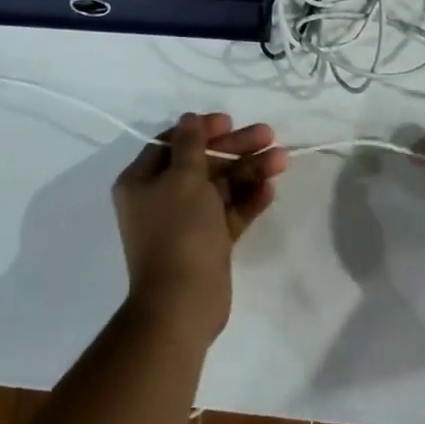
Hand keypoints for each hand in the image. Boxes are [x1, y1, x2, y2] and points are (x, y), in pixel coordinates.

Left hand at [112, 112, 287, 346]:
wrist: (182, 305)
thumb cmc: (179, 231)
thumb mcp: (183, 178)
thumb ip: (190, 144)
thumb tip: (189, 118)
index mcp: (142, 180)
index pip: (173, 141)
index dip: (202, 129)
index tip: (230, 122)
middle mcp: (161, 197)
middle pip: (202, 161)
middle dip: (235, 148)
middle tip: (268, 136)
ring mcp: (186, 221)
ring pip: (220, 186)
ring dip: (249, 170)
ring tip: (281, 160)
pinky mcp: (208, 242)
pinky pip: (229, 212)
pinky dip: (248, 199)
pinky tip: (270, 189)